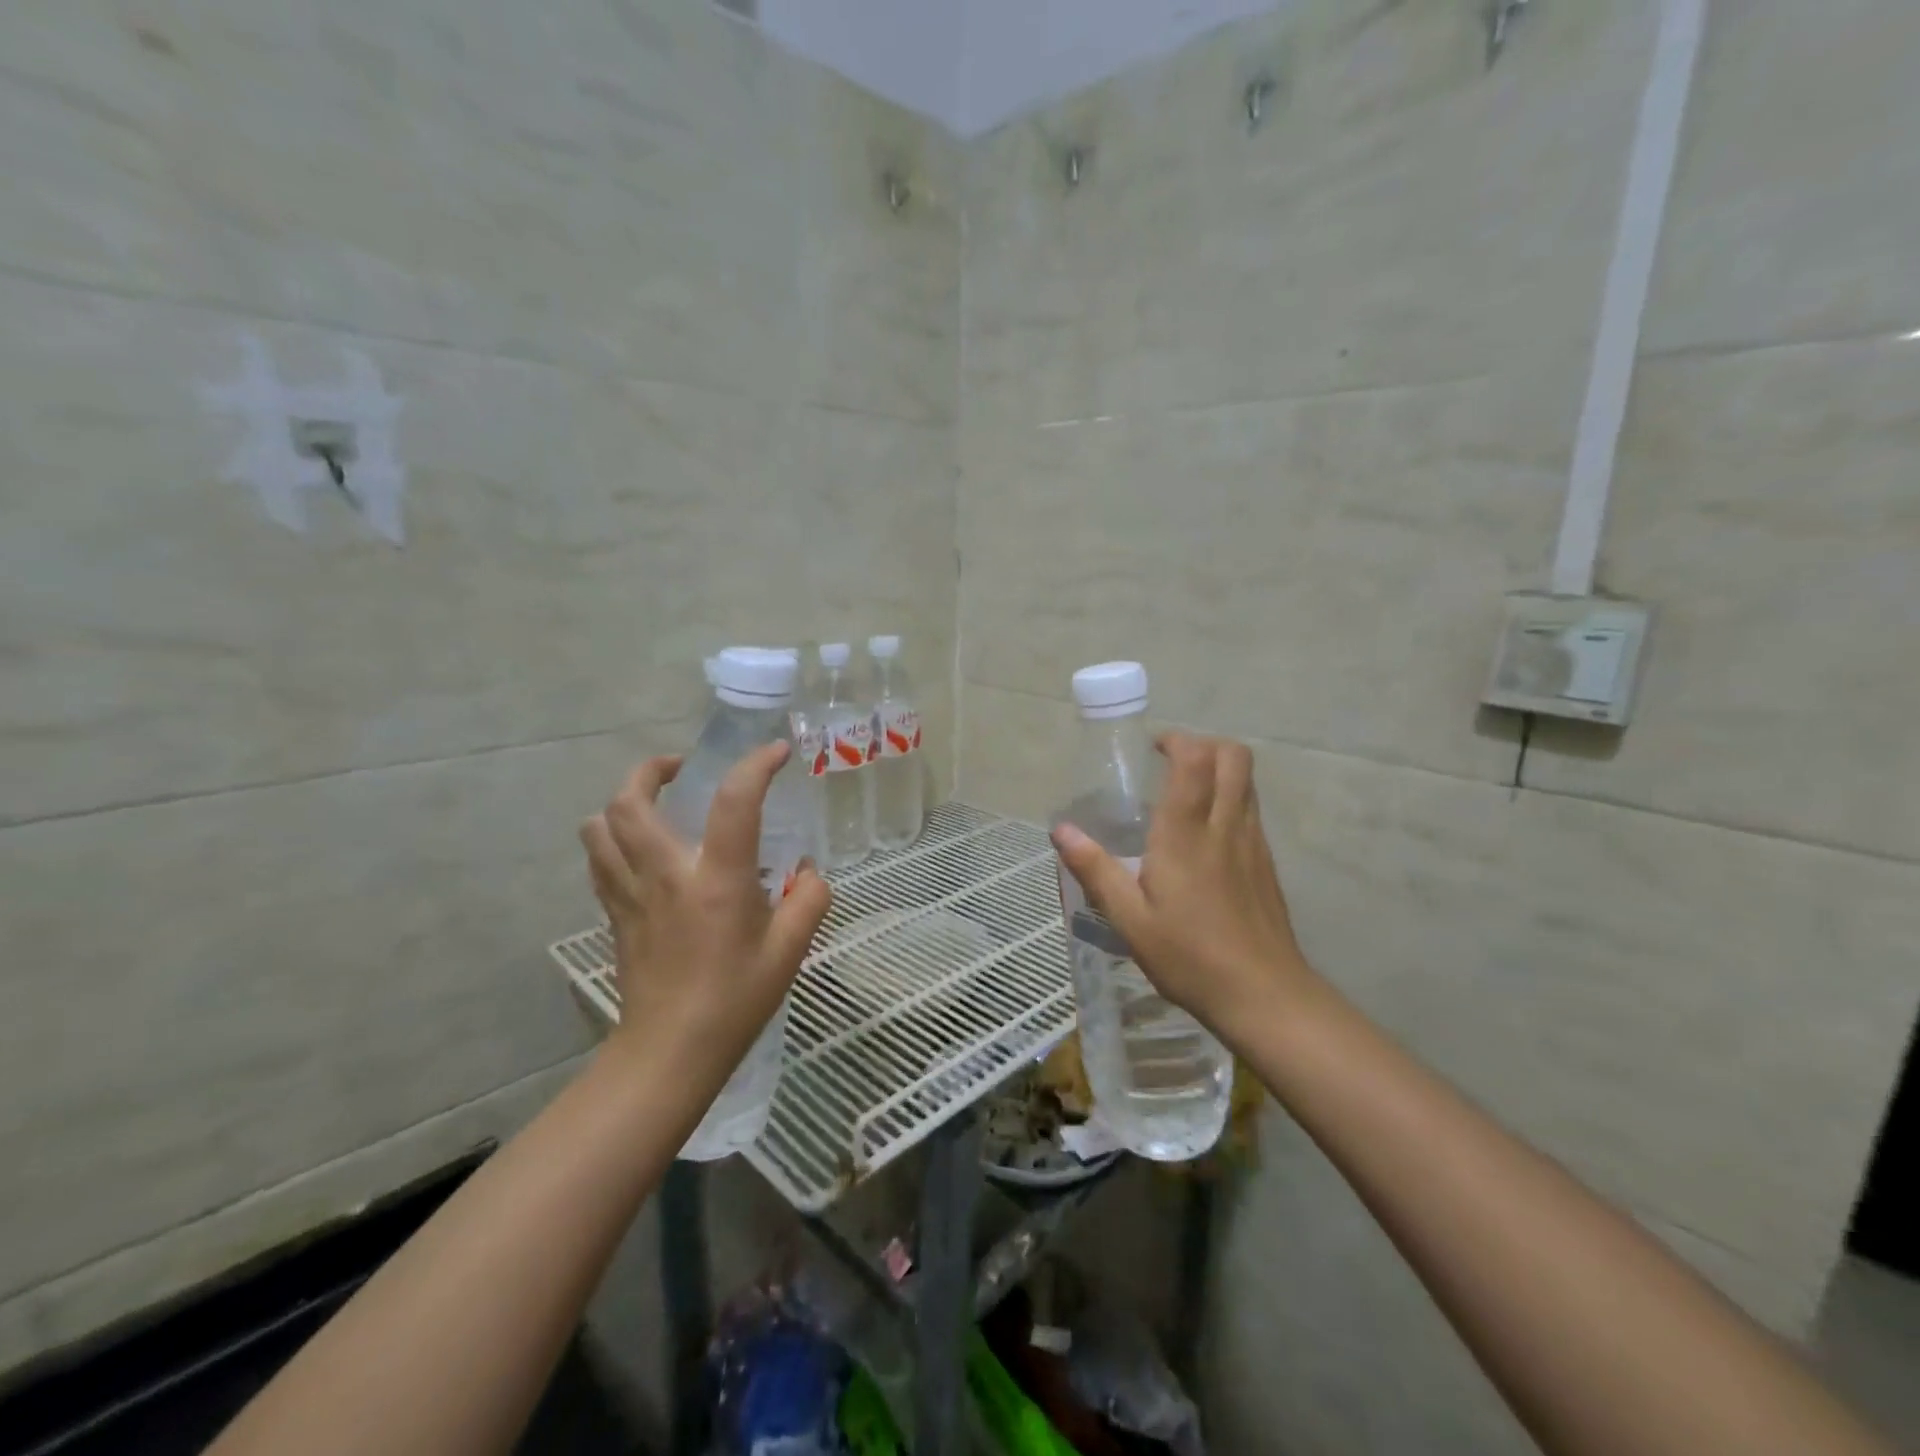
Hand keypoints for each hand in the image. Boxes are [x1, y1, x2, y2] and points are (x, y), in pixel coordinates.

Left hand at [579, 743, 830, 1095]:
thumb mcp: (790, 950)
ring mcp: (631, 894)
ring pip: (599, 827)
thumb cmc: (736, 999)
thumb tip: (807, 871)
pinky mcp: (615, 914)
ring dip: (623, 803)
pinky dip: (612, 839)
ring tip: (654, 804)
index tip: (777, 753)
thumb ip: (810, 898)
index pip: (734, 802)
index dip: (757, 766)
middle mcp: (665, 875)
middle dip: (651, 770)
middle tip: (682, 770)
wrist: (670, 1052)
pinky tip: (639, 850)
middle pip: (629, 802)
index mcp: (716, 881)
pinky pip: (599, 860)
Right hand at [1052, 732, 1317, 1041]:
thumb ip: (1095, 870)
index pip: (1195, 760)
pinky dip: (1231, 799)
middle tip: (1171, 761)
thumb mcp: (1129, 919)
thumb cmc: (1190, 957)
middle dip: (1204, 744)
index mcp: (1186, 834)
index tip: (1153, 748)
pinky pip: (1252, 810)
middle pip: (1234, 757)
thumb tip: (1061, 830)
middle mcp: (1225, 826)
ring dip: (1220, 769)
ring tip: (1185, 793)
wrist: (1265, 996)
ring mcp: (1253, 843)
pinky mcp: (1267, 864)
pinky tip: (1205, 836)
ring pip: (1247, 781)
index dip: (1178, 740)